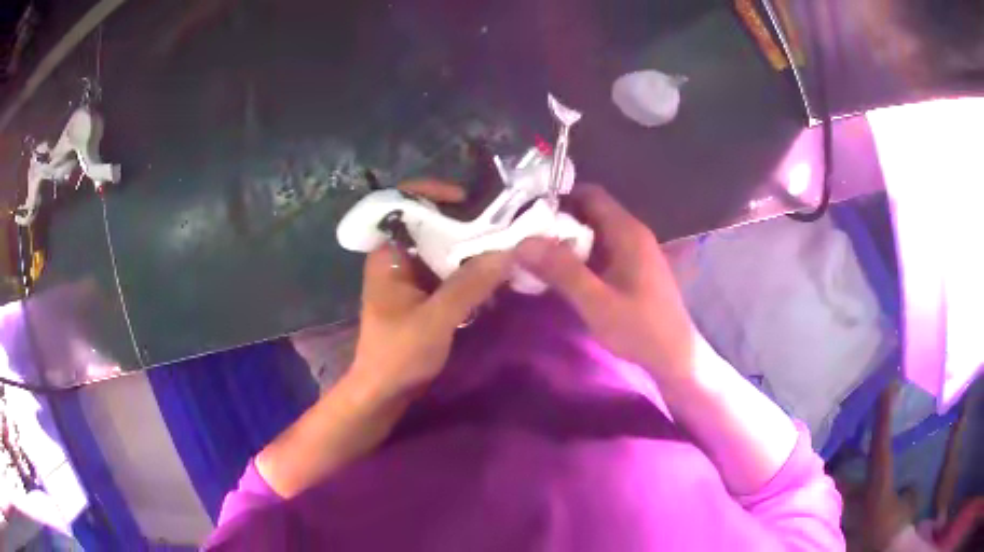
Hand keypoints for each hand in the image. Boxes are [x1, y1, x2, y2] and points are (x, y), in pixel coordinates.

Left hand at [347, 181, 511, 401]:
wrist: (383, 393)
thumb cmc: (398, 354)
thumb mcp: (435, 319)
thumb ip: (470, 285)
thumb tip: (508, 252)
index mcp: (387, 254)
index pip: (402, 204)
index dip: (432, 193)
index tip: (467, 199)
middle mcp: (397, 257)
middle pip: (429, 223)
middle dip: (464, 221)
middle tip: (499, 223)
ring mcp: (411, 276)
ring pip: (442, 247)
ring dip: (470, 246)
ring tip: (504, 243)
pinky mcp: (424, 294)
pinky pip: (448, 270)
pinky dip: (469, 269)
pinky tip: (494, 273)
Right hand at [515, 185, 695, 381]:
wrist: (675, 357)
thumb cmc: (640, 329)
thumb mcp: (596, 302)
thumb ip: (562, 271)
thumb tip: (523, 243)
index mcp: (627, 233)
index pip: (591, 195)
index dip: (559, 197)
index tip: (528, 211)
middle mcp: (633, 234)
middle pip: (591, 212)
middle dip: (558, 221)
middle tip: (525, 237)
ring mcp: (635, 252)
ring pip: (595, 233)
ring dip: (568, 241)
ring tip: (535, 255)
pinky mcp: (634, 270)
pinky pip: (603, 251)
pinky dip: (581, 256)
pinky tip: (562, 274)